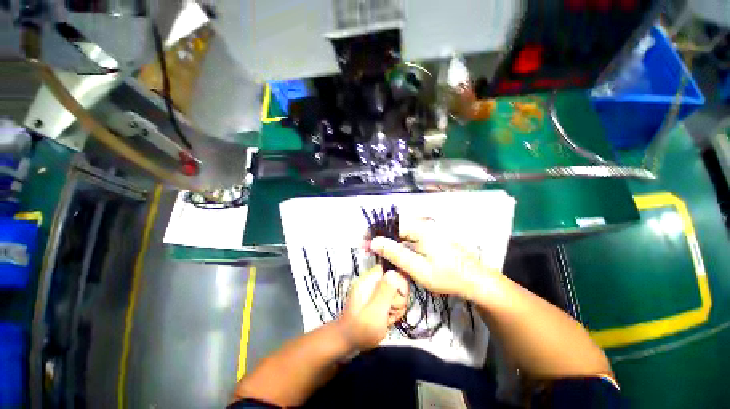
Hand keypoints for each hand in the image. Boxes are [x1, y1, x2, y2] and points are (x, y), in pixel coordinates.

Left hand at [336, 265, 408, 350]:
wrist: (348, 342)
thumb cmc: (360, 329)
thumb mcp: (375, 311)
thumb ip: (385, 291)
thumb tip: (394, 272)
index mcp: (370, 279)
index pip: (392, 269)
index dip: (400, 282)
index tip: (399, 296)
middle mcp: (373, 281)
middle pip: (398, 282)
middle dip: (398, 299)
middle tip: (388, 311)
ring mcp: (376, 290)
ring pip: (397, 294)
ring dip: (396, 308)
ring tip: (385, 318)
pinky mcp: (378, 298)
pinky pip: (394, 301)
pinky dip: (393, 312)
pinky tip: (385, 319)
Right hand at [369, 218, 501, 300]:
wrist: (473, 279)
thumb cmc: (446, 276)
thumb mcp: (418, 268)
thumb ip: (395, 253)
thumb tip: (374, 242)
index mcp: (420, 229)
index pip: (391, 224)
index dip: (375, 231)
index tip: (363, 241)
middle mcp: (422, 225)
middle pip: (394, 226)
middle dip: (378, 235)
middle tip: (366, 247)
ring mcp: (426, 230)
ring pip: (400, 231)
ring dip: (387, 239)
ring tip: (375, 250)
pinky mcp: (428, 237)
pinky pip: (407, 236)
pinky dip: (396, 243)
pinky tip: (390, 252)